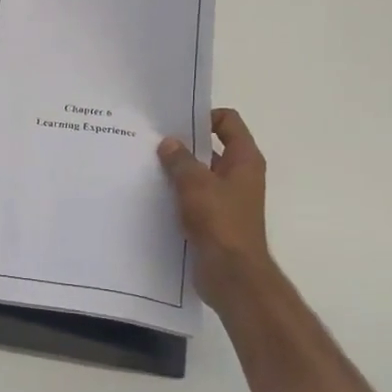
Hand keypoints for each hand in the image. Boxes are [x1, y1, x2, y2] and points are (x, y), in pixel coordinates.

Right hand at [158, 109, 279, 315]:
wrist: (232, 275)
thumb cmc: (220, 222)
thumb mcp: (195, 184)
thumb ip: (180, 160)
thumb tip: (169, 143)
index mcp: (244, 159)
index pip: (228, 121)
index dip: (204, 116)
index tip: (175, 124)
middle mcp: (240, 175)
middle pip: (212, 146)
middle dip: (185, 144)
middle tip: (152, 142)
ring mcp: (228, 198)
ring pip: (201, 173)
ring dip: (179, 170)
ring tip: (148, 166)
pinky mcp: (216, 219)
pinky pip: (195, 197)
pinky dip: (178, 193)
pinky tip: (155, 194)